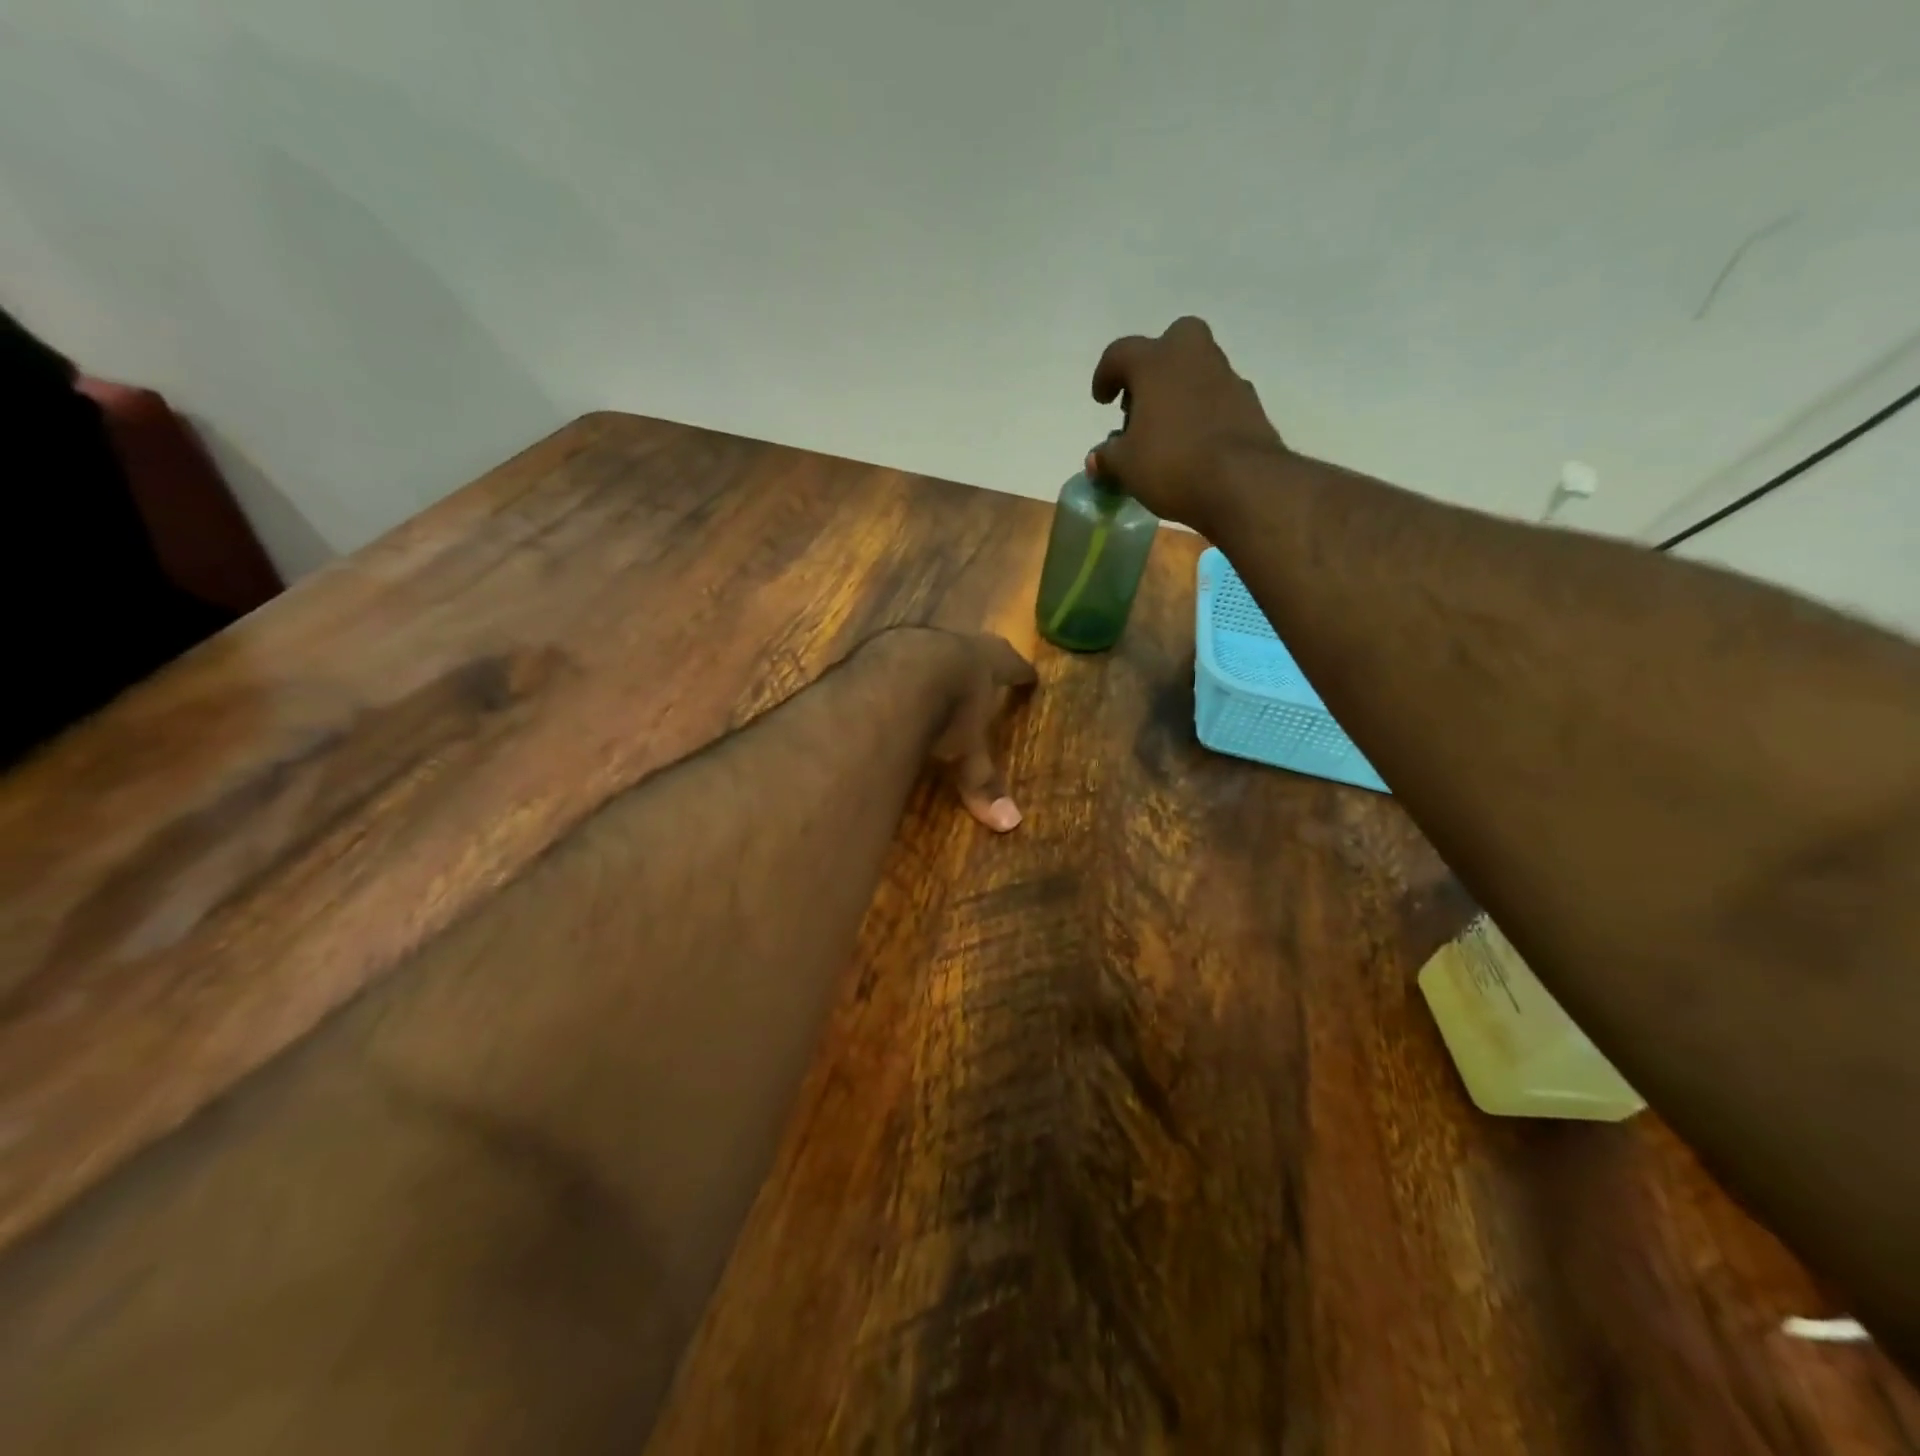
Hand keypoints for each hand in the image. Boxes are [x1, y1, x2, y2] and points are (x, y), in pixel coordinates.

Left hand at [863, 628, 1037, 832]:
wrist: (892, 677)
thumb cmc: (946, 711)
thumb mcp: (966, 750)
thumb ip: (981, 781)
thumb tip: (1009, 824)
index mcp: (986, 662)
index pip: (1011, 665)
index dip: (1021, 673)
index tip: (1030, 676)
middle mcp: (954, 644)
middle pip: (971, 649)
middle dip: (975, 664)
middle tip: (980, 676)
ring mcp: (914, 640)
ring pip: (931, 649)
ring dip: (933, 664)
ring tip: (933, 681)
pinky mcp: (879, 649)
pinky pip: (892, 659)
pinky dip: (895, 675)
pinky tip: (886, 688)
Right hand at [1089, 317, 1286, 531]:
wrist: (1242, 483)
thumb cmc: (1171, 463)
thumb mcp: (1125, 466)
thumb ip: (1108, 456)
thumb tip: (1097, 457)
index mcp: (1156, 363)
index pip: (1121, 353)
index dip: (1105, 375)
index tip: (1102, 400)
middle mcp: (1193, 358)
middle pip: (1172, 341)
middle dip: (1154, 364)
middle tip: (1142, 401)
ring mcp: (1227, 378)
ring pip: (1198, 370)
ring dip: (1180, 391)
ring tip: (1166, 432)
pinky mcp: (1250, 404)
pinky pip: (1218, 399)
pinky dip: (1203, 413)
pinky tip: (1194, 445)